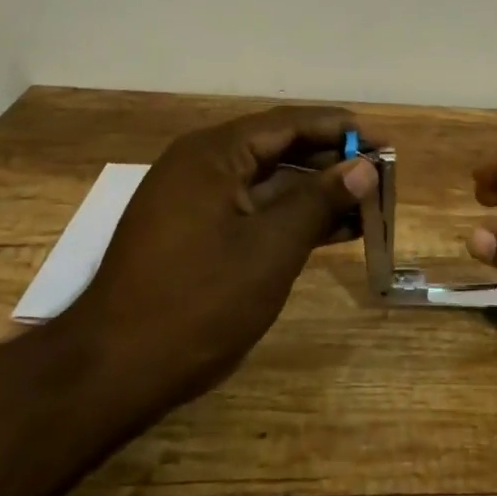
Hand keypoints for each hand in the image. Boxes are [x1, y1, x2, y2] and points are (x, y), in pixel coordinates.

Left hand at [61, 106, 375, 409]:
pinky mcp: (194, 233)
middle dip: (332, 164)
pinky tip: (331, 233)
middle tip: (382, 178)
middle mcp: (202, 165)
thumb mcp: (270, 249)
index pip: (290, 124)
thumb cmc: (197, 302)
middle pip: (280, 150)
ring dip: (316, 195)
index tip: (385, 144)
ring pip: (269, 184)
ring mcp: (195, 201)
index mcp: (214, 153)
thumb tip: (365, 167)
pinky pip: (252, 211)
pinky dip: (289, 219)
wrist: (111, 371)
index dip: (342, 130)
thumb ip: (319, 201)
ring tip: (368, 208)